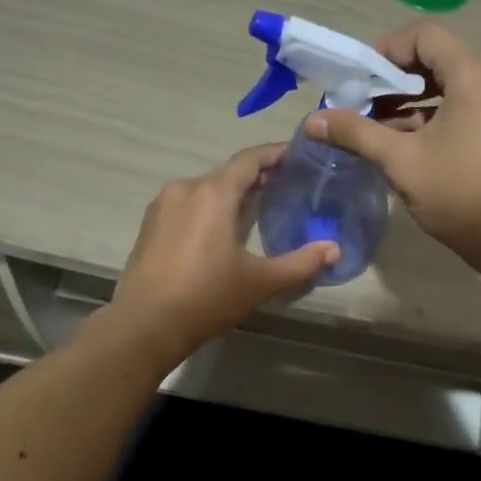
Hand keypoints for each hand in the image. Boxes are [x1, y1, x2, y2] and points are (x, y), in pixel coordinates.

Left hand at [111, 144, 337, 362]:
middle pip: (228, 173)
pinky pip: (187, 205)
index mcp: (213, 192)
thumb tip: (335, 250)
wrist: (145, 326)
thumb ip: (301, 262)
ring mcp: (163, 206)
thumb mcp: (261, 282)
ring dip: (232, 194)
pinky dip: (210, 208)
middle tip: (287, 186)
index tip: (299, 155)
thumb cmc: (207, 297)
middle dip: (258, 176)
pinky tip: (223, 230)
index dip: (276, 153)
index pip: (250, 159)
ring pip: (206, 189)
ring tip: (259, 208)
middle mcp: (185, 188)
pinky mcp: (150, 225)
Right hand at [305, 21, 480, 260]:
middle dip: (395, 78)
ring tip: (380, 126)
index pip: (424, 36)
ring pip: (452, 84)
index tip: (360, 78)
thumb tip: (313, 121)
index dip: (386, 49)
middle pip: (438, 58)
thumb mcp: (400, 161)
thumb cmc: (458, 193)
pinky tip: (410, 142)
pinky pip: (468, 104)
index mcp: (473, 75)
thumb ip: (356, 133)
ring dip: (414, 99)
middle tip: (363, 103)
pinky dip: (437, 113)